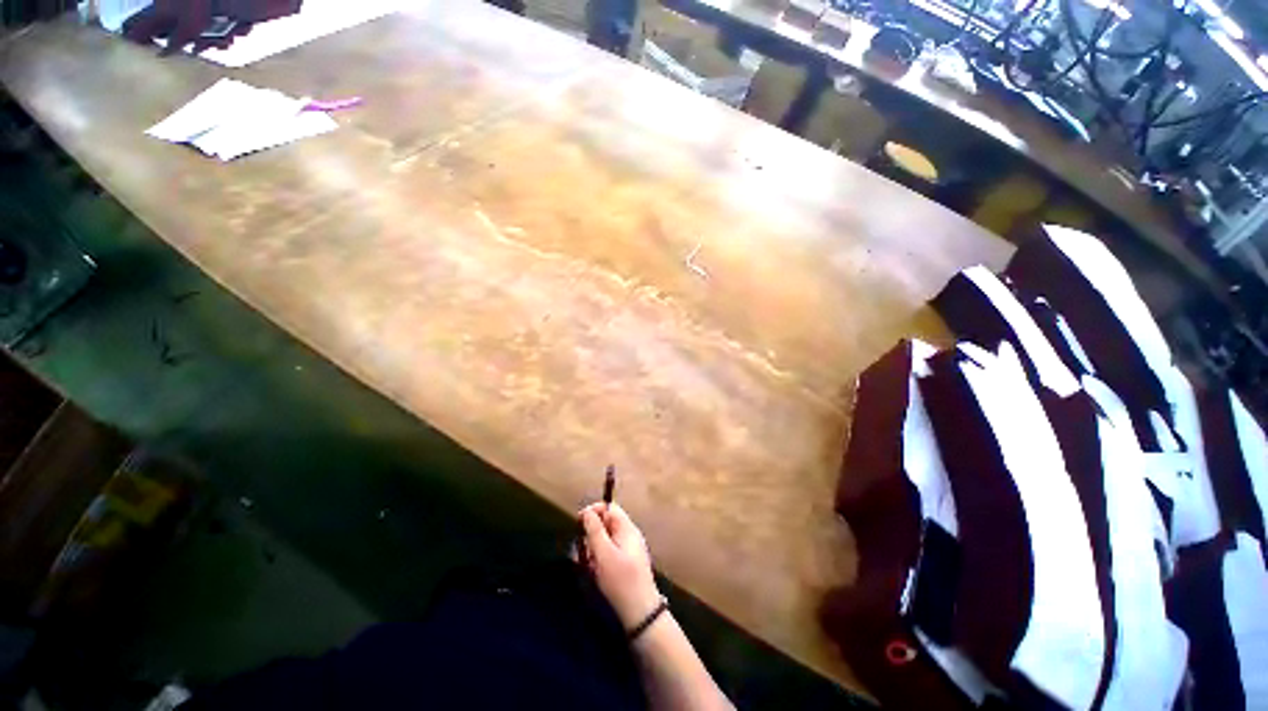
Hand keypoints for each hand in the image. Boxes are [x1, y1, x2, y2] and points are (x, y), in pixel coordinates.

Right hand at [579, 502, 661, 629]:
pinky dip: (599, 560)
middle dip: (591, 535)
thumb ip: (595, 530)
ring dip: (593, 549)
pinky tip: (595, 574)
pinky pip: (608, 554)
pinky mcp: (626, 564)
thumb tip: (588, 512)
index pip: (609, 508)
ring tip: (589, 566)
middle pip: (605, 524)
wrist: (640, 613)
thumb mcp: (604, 554)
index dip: (593, 511)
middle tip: (583, 551)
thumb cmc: (621, 580)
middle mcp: (629, 535)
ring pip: (605, 540)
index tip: (578, 523)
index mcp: (627, 528)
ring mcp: (628, 550)